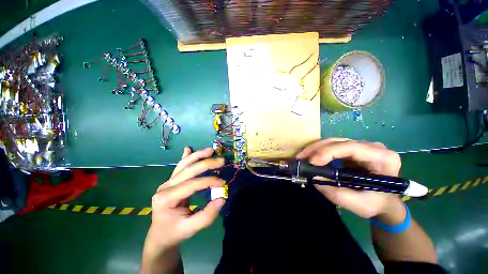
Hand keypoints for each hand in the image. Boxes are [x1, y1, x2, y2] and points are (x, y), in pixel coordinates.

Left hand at [145, 147, 225, 254]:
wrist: (160, 235)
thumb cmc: (175, 232)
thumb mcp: (191, 228)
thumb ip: (207, 215)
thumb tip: (222, 198)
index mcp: (166, 199)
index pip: (192, 184)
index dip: (209, 181)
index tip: (223, 183)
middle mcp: (165, 186)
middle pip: (188, 170)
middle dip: (206, 163)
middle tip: (222, 161)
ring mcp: (167, 182)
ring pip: (184, 164)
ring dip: (198, 155)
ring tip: (211, 150)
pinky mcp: (171, 181)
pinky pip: (179, 166)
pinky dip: (186, 157)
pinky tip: (188, 148)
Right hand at [297, 138, 402, 218]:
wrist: (383, 201)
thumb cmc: (375, 204)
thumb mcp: (358, 204)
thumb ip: (336, 193)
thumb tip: (314, 176)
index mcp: (383, 158)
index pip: (352, 148)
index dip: (329, 152)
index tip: (312, 162)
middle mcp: (372, 147)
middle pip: (339, 142)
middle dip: (317, 149)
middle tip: (301, 158)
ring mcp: (361, 146)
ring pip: (333, 141)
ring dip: (314, 149)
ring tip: (301, 157)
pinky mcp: (351, 149)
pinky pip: (331, 145)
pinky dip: (317, 151)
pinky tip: (309, 156)